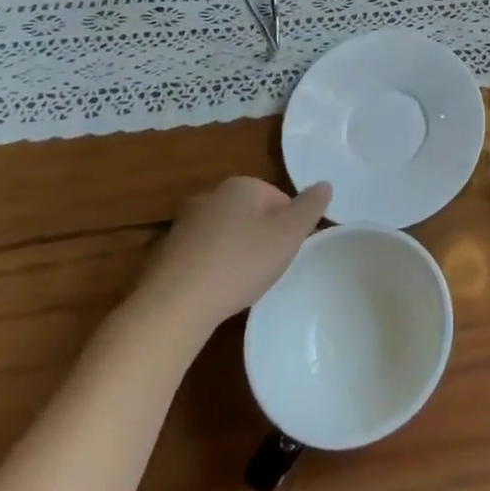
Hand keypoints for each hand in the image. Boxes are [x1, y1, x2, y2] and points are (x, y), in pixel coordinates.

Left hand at [121, 177, 331, 356]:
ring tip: (241, 284)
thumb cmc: (240, 263)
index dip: (288, 227)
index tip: (285, 252)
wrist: (174, 306)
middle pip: (250, 214)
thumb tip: (325, 184)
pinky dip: (210, 269)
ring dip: (234, 253)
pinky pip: (200, 256)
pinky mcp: (164, 253)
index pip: (279, 199)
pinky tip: (214, 293)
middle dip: (261, 237)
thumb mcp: (289, 235)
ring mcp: (183, 224)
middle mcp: (210, 196)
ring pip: (224, 234)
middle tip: (267, 268)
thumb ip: (311, 207)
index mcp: (241, 185)